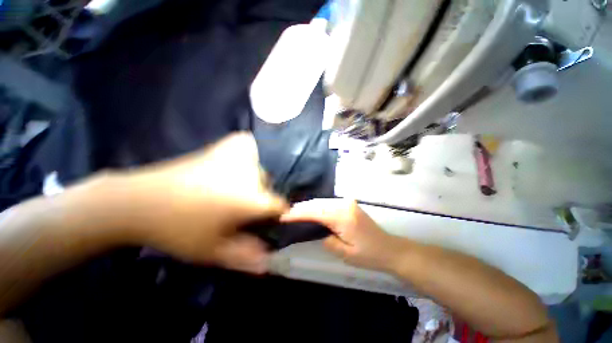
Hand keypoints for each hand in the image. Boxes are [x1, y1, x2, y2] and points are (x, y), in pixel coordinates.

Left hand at [112, 133, 287, 273]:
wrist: (140, 201)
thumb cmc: (179, 230)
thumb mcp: (213, 251)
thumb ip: (245, 257)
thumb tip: (269, 262)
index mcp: (253, 200)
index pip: (280, 205)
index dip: (277, 214)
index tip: (268, 219)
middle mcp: (252, 175)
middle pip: (271, 185)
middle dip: (264, 196)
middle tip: (247, 206)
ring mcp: (238, 157)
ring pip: (263, 166)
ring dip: (258, 176)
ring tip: (241, 186)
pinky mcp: (224, 146)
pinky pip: (248, 144)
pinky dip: (250, 151)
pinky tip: (239, 162)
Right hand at [280, 199, 407, 271]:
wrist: (390, 248)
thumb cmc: (369, 255)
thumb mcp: (346, 254)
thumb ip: (328, 241)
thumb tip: (319, 232)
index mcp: (343, 217)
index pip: (315, 213)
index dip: (299, 214)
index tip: (284, 216)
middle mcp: (344, 205)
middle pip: (317, 204)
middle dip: (301, 208)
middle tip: (286, 213)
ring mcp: (347, 202)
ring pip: (322, 202)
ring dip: (308, 206)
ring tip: (294, 212)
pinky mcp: (348, 204)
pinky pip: (328, 203)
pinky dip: (317, 206)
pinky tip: (310, 210)